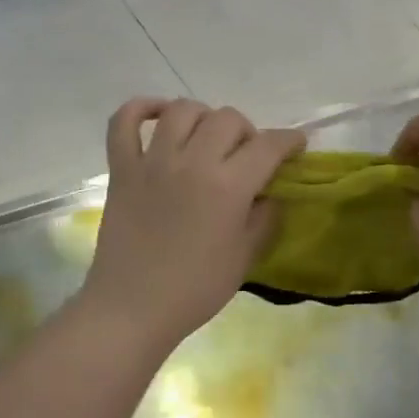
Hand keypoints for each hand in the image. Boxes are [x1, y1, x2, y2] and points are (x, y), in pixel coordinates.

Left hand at [81, 98, 303, 350]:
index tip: (296, 145)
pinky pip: (123, 122)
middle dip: (247, 131)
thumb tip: (269, 192)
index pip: (268, 145)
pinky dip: (140, 109)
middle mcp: (192, 162)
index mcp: (228, 186)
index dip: (289, 140)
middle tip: (246, 156)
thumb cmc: (195, 290)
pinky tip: (157, 116)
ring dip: (203, 117)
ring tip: (206, 138)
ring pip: (182, 110)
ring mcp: (152, 161)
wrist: (133, 308)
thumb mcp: (245, 257)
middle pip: (227, 118)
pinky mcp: (122, 169)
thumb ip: (264, 217)